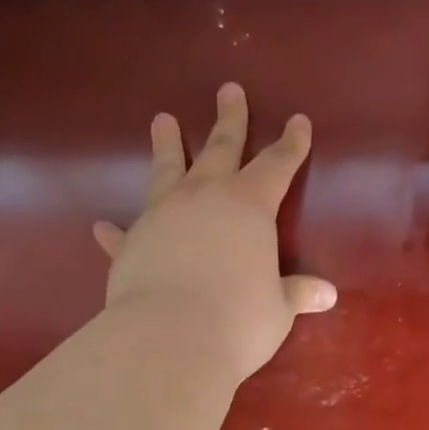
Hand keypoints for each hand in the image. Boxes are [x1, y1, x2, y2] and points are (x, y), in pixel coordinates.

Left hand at [93, 83, 336, 380]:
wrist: (168, 339)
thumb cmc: (238, 320)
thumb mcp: (276, 309)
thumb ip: (295, 294)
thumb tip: (326, 294)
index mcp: (249, 205)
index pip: (278, 164)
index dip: (291, 143)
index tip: (298, 121)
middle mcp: (205, 197)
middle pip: (221, 147)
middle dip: (229, 119)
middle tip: (228, 90)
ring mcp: (163, 214)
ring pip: (166, 169)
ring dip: (166, 144)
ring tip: (162, 119)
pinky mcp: (132, 243)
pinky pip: (123, 232)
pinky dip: (115, 230)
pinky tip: (102, 226)